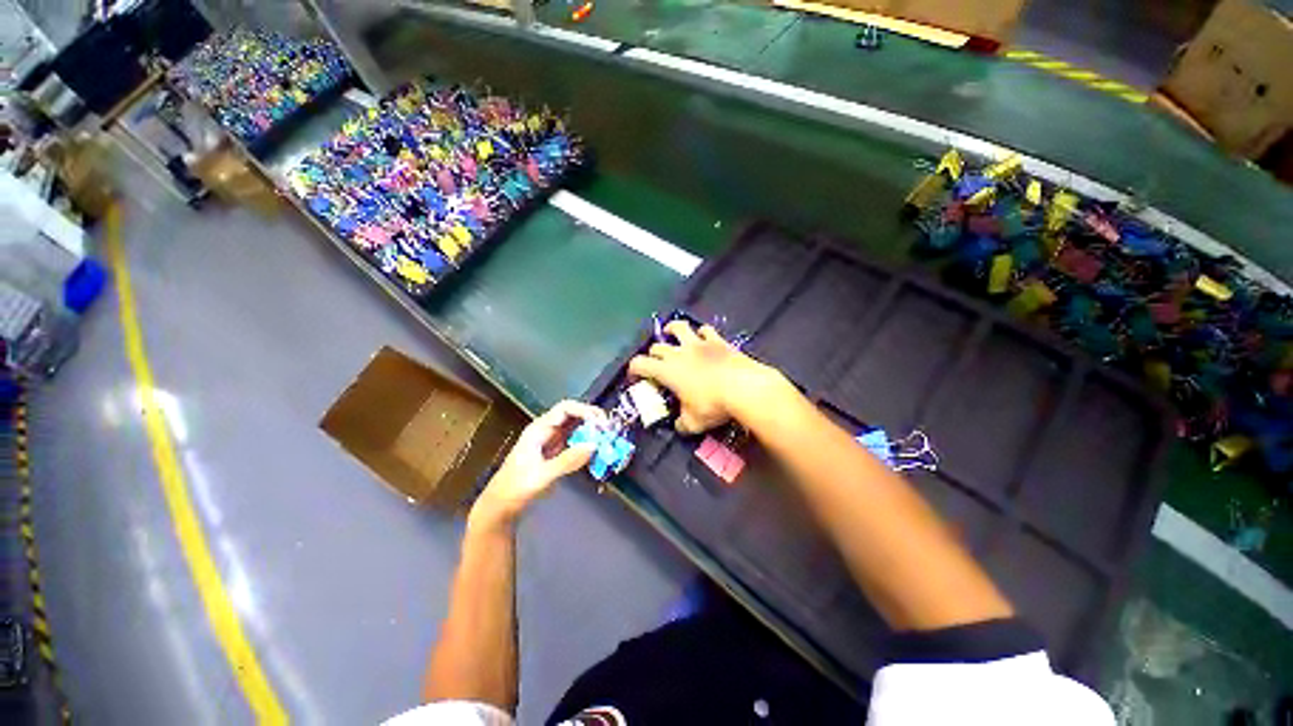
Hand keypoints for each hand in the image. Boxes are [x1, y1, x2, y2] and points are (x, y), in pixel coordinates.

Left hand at [470, 400, 605, 530]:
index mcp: (539, 429)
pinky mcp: (555, 453)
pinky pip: (575, 441)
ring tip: (607, 439)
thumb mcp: (542, 476)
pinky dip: (587, 443)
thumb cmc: (516, 489)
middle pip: (573, 415)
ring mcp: (551, 441)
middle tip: (609, 429)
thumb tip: (594, 445)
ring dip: (591, 430)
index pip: (565, 409)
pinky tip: (596, 451)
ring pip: (575, 427)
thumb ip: (568, 460)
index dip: (585, 411)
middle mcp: (546, 430)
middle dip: (592, 419)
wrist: (500, 507)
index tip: (601, 423)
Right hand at [628, 320, 777, 433]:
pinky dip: (701, 332)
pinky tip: (703, 336)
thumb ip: (682, 424)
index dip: (633, 368)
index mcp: (667, 371)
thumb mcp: (693, 423)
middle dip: (653, 353)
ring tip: (670, 332)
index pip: (640, 364)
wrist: (743, 387)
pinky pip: (705, 330)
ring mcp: (698, 343)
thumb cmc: (713, 405)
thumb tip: (679, 426)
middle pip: (657, 346)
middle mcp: (678, 353)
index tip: (634, 375)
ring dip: (672, 329)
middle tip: (656, 362)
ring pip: (679, 327)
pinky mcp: (717, 340)